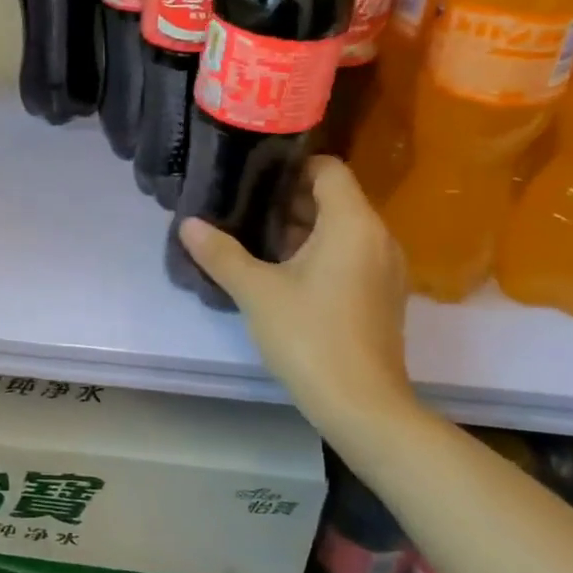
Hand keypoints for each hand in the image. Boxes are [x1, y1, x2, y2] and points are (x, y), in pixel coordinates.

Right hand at [178, 156, 417, 437]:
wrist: (361, 405)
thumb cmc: (309, 336)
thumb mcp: (256, 292)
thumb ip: (221, 253)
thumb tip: (188, 224)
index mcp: (353, 223)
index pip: (327, 169)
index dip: (289, 167)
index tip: (251, 178)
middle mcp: (378, 236)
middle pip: (334, 198)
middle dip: (288, 200)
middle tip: (242, 208)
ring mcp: (385, 268)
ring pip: (341, 229)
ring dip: (301, 229)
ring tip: (255, 239)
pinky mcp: (382, 295)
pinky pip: (350, 254)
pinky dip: (320, 253)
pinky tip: (283, 274)